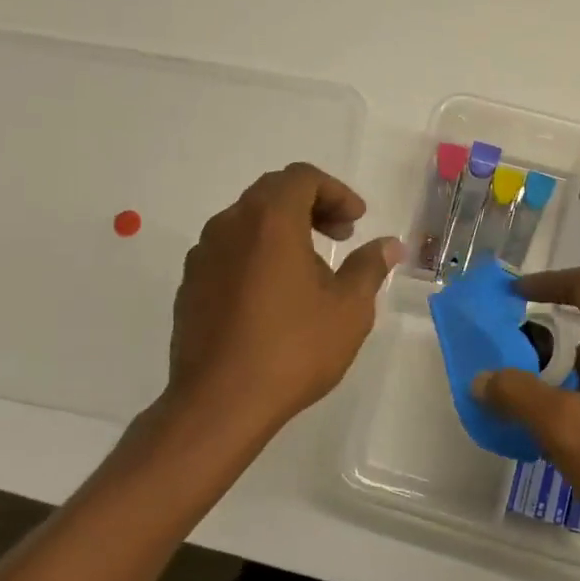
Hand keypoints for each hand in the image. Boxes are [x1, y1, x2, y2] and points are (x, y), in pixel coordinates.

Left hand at [166, 163, 401, 439]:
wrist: (219, 403)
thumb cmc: (292, 349)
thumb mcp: (348, 309)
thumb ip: (369, 267)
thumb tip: (389, 245)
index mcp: (270, 220)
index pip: (302, 177)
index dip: (336, 192)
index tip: (357, 221)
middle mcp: (229, 225)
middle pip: (272, 193)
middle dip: (311, 206)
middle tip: (339, 235)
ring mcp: (203, 254)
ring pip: (247, 221)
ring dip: (282, 229)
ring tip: (309, 269)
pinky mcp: (189, 284)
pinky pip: (228, 250)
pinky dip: (256, 253)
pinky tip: (273, 294)